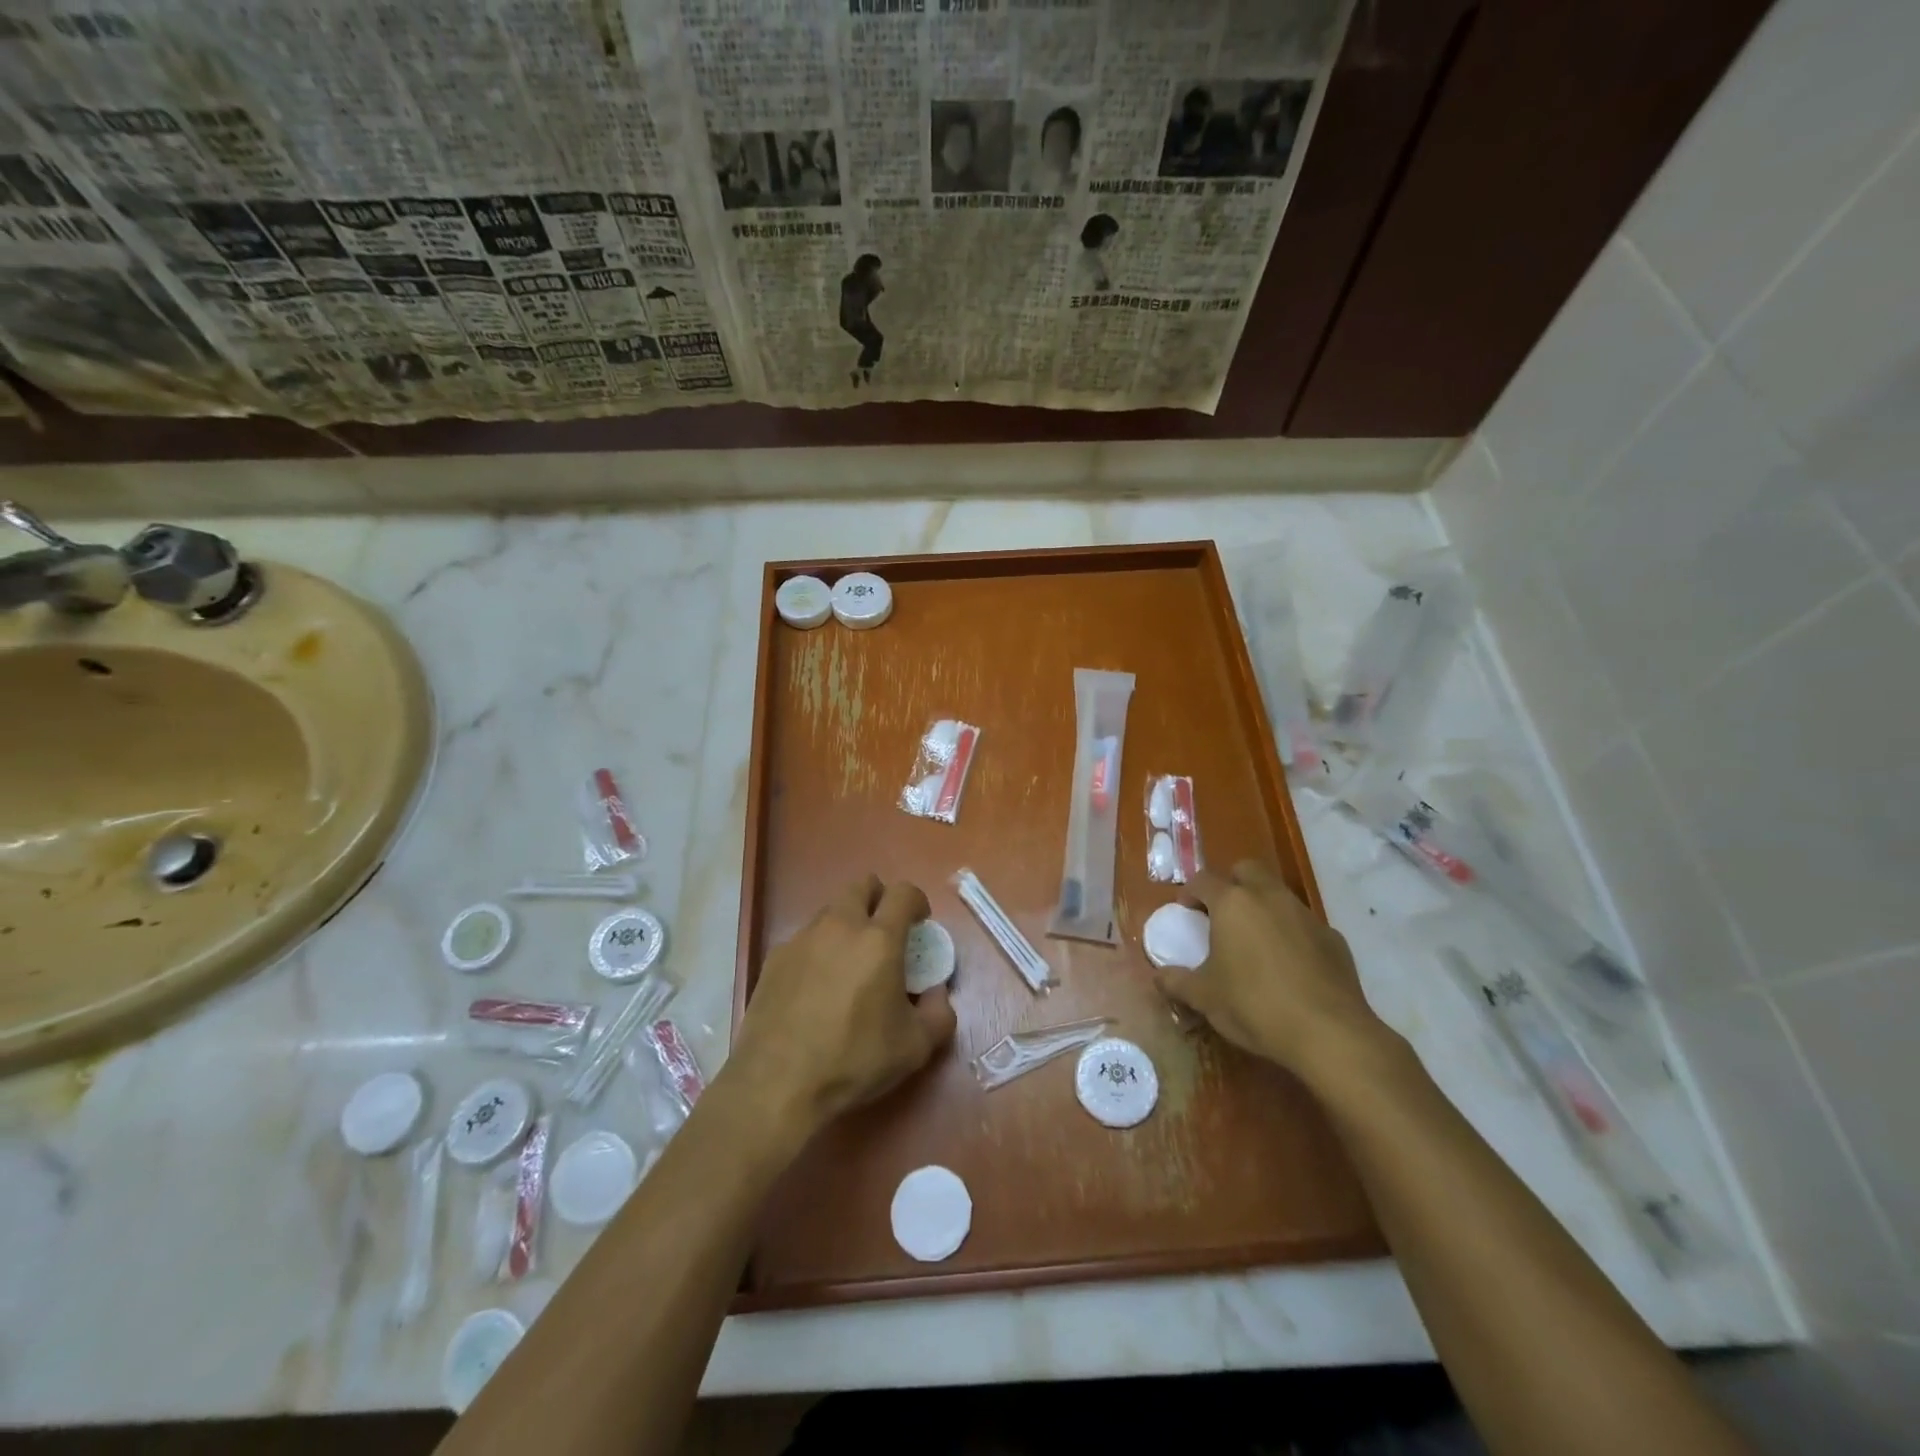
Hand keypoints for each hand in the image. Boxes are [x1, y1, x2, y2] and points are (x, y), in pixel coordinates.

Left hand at [730, 875, 956, 1136]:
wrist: (777, 1083)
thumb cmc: (854, 1060)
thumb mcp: (915, 1047)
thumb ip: (939, 1014)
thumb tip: (935, 993)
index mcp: (879, 939)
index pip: (903, 892)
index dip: (916, 901)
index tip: (919, 924)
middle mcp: (839, 926)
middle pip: (862, 886)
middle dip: (879, 899)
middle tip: (885, 934)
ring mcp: (802, 939)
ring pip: (831, 911)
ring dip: (847, 924)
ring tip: (849, 965)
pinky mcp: (774, 959)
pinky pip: (805, 939)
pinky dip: (819, 950)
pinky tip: (816, 989)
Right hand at [1156, 860, 1385, 1079]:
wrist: (1330, 1034)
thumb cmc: (1255, 1006)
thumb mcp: (1204, 998)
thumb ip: (1176, 982)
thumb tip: (1158, 977)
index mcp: (1233, 904)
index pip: (1203, 880)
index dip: (1190, 892)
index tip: (1185, 911)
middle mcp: (1269, 897)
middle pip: (1246, 870)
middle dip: (1231, 884)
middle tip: (1221, 914)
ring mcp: (1305, 915)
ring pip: (1278, 894)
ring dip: (1262, 906)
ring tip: (1254, 941)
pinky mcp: (1333, 938)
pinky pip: (1303, 924)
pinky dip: (1291, 933)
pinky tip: (1288, 965)